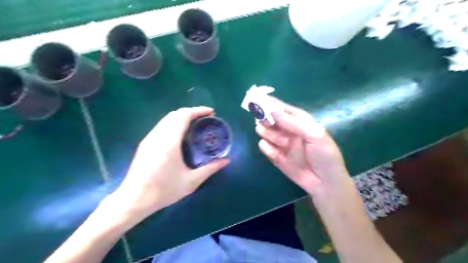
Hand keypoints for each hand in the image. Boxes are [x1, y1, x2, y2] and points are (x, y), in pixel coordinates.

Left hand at [112, 107, 231, 221]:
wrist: (134, 200)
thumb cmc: (164, 191)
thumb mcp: (191, 182)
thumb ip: (210, 169)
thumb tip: (227, 160)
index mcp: (169, 143)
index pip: (183, 116)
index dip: (198, 111)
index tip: (211, 112)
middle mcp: (158, 136)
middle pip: (175, 114)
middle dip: (192, 112)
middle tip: (206, 118)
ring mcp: (149, 138)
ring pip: (167, 118)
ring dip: (182, 116)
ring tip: (196, 123)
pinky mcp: (145, 143)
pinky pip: (162, 125)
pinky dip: (174, 122)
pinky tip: (181, 133)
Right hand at [256, 97, 350, 197]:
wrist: (325, 182)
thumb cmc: (324, 154)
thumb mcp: (313, 134)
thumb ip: (291, 122)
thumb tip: (270, 109)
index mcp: (299, 121)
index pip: (282, 109)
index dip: (270, 104)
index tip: (258, 100)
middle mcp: (288, 130)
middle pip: (271, 119)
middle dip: (265, 118)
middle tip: (260, 119)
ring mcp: (281, 143)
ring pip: (266, 132)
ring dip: (267, 132)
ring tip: (271, 136)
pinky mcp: (276, 156)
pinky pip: (266, 148)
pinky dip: (267, 148)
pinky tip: (272, 151)